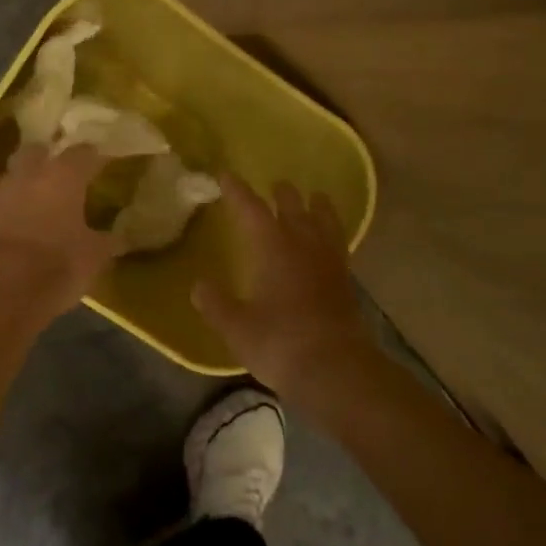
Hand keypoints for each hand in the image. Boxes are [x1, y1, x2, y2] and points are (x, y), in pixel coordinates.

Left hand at [0, 144, 118, 330]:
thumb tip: (118, 237)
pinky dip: (1, 211)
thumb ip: (105, 242)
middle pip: (35, 152)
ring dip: (18, 184)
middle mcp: (26, 175)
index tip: (100, 162)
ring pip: (7, 176)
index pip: (82, 153)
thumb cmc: (54, 267)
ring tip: (30, 201)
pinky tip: (9, 226)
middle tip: (59, 175)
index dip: (93, 157)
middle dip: (47, 158)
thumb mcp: (92, 259)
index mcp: (61, 177)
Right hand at [193, 176, 370, 396]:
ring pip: (325, 222)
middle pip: (294, 207)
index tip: (226, 175)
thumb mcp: (236, 327)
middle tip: (274, 185)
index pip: (252, 209)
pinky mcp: (346, 283)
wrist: (336, 370)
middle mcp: (304, 246)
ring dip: (317, 207)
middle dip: (282, 194)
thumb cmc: (279, 343)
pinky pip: (338, 245)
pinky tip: (328, 242)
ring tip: (315, 198)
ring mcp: (330, 263)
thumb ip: (216, 304)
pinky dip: (332, 233)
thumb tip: (199, 286)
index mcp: (273, 248)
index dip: (237, 191)